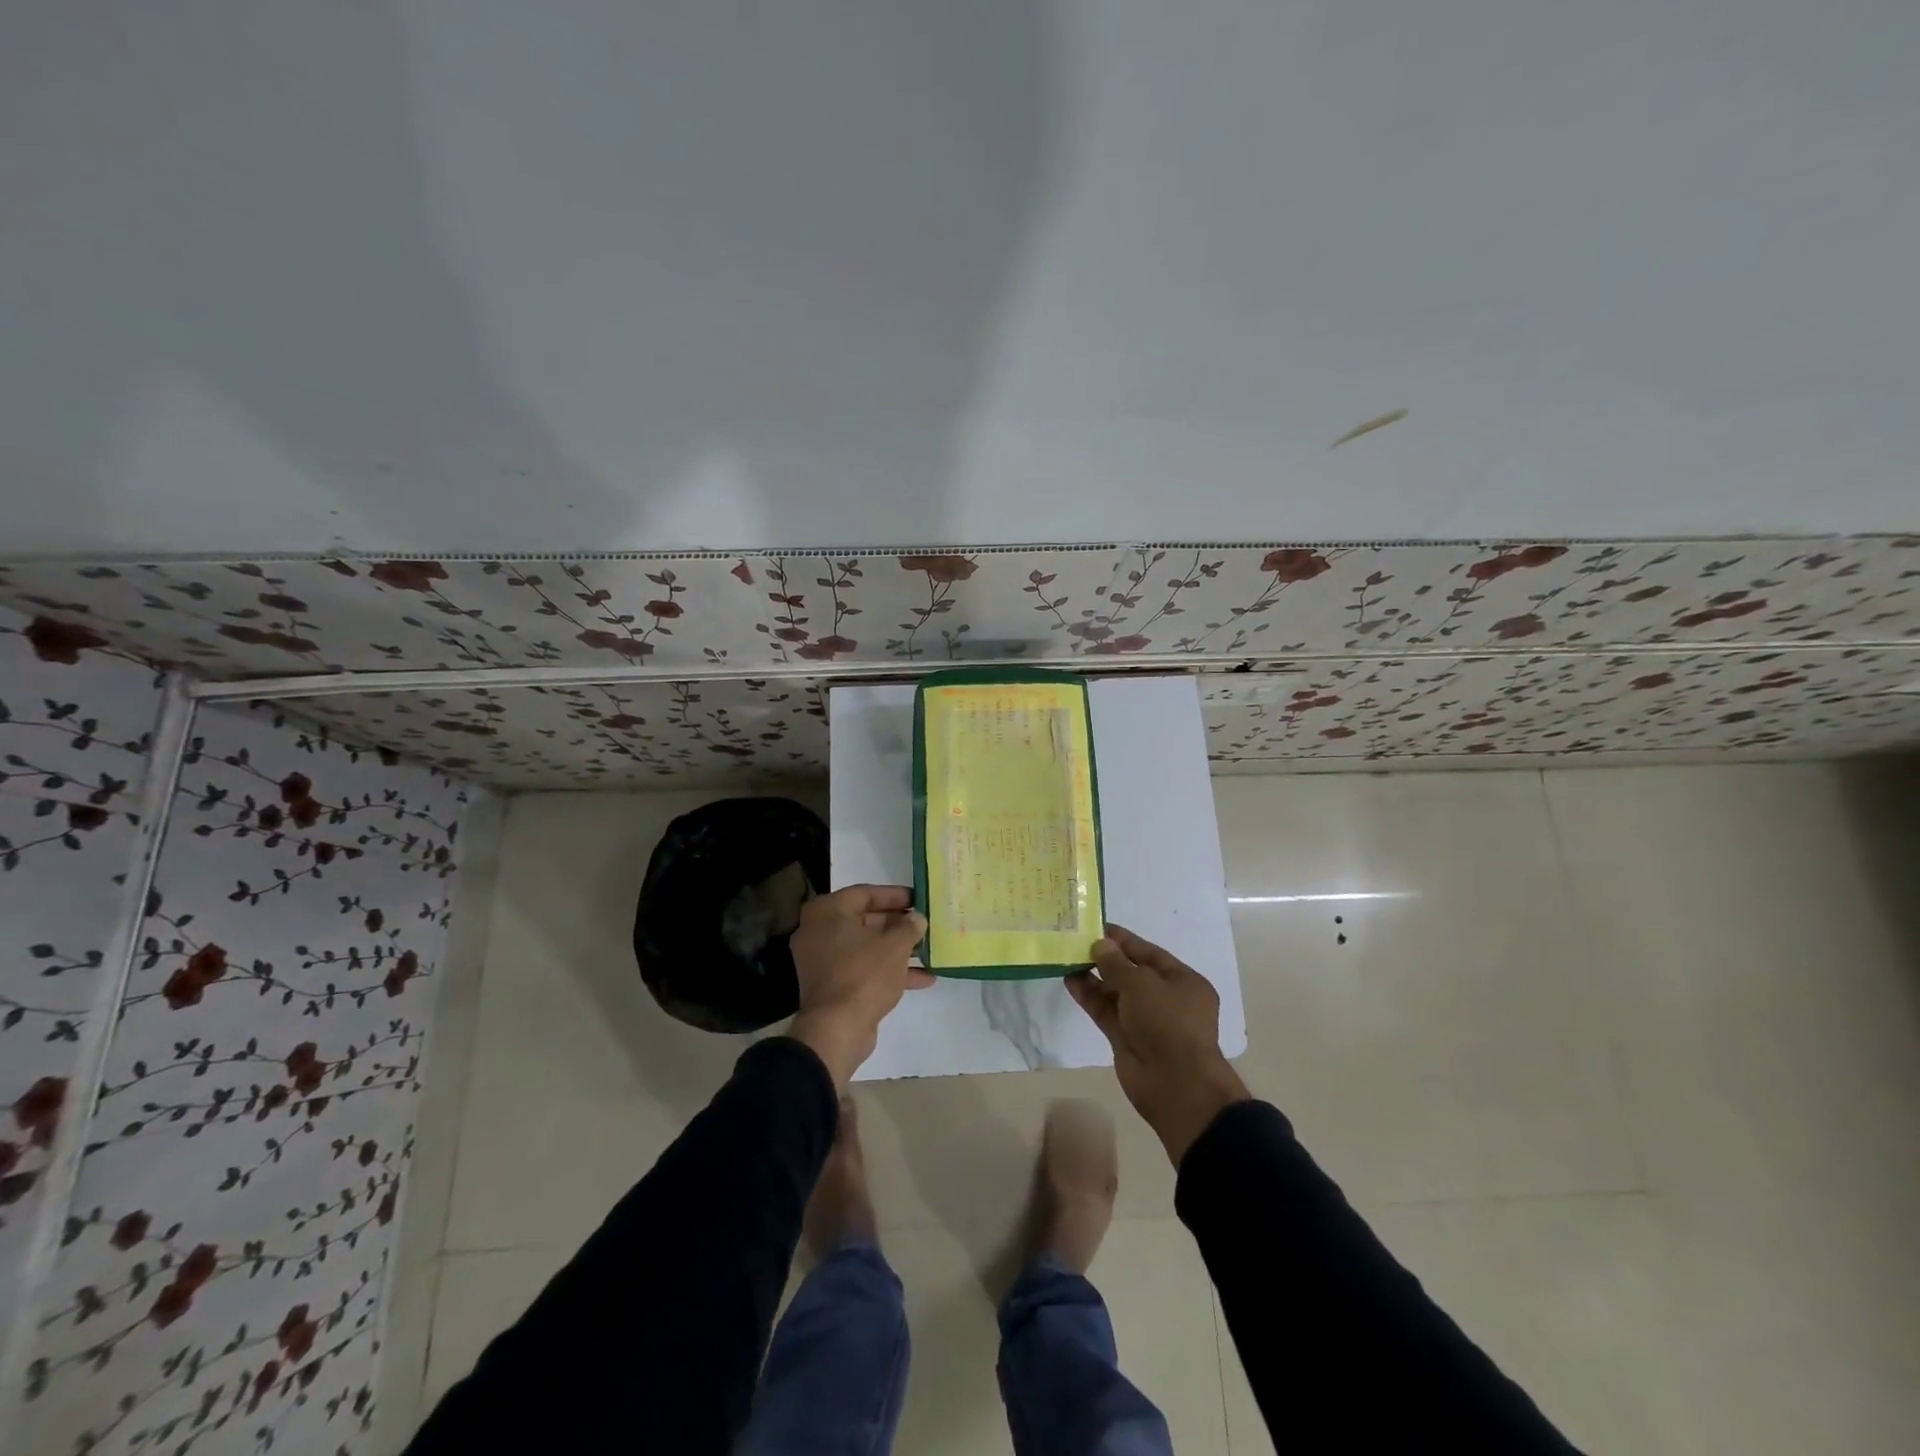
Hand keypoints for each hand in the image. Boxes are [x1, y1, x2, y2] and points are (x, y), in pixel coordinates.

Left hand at [788, 884, 931, 1087]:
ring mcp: (824, 960)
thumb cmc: (864, 975)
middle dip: (898, 924)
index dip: (895, 895)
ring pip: (867, 946)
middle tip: (924, 924)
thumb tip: (917, 919)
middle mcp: (819, 931)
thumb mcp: (894, 946)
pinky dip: (889, 971)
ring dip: (897, 949)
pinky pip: (863, 968)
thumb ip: (909, 927)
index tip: (919, 898)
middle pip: (866, 919)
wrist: (836, 1030)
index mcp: (827, 912)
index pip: (865, 893)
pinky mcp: (832, 985)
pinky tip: (923, 978)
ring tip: (929, 949)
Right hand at [1066, 925, 1249, 1164]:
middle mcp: (1166, 999)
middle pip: (1131, 973)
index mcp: (1183, 982)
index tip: (1097, 927)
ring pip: (1116, 993)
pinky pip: (1106, 1012)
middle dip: (1106, 959)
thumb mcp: (1142, 984)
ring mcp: (1145, 1021)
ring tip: (1067, 958)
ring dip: (1094, 977)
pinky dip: (1090, 997)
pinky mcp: (1126, 1039)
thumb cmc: (1167, 1022)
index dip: (1123, 940)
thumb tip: (1100, 944)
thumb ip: (1117, 963)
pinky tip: (1070, 981)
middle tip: (1076, 942)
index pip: (1149, 953)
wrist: (1175, 1084)